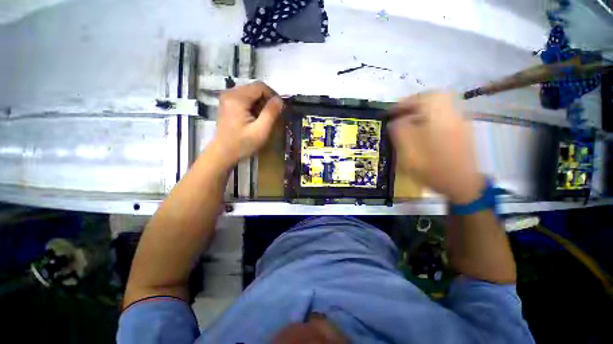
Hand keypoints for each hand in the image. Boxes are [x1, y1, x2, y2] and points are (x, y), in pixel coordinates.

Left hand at [211, 81, 283, 167]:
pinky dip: (253, 106)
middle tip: (271, 116)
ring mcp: (227, 98)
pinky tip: (254, 118)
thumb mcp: (261, 131)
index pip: (260, 86)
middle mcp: (230, 93)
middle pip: (255, 88)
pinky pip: (245, 98)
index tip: (279, 109)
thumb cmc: (242, 144)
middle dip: (267, 100)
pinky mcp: (228, 103)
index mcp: (237, 98)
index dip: (273, 95)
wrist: (223, 153)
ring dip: (261, 104)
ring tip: (263, 119)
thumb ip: (271, 113)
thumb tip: (280, 100)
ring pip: (251, 93)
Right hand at [388, 92, 483, 203]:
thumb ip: (399, 131)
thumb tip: (395, 121)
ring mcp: (459, 120)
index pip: (417, 100)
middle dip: (412, 103)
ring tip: (407, 120)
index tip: (388, 113)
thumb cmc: (431, 167)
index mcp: (438, 116)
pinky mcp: (461, 128)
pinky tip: (422, 128)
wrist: (461, 183)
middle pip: (431, 97)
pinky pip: (443, 114)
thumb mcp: (408, 150)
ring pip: (438, 105)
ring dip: (421, 108)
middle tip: (399, 114)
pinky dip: (430, 116)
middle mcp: (451, 112)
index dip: (400, 105)